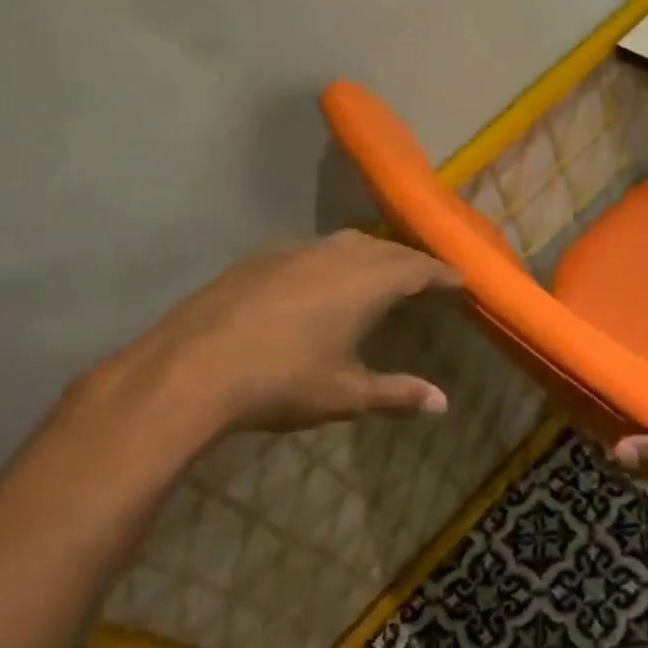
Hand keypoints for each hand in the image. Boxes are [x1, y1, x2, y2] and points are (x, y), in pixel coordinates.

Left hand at [78, 230, 460, 459]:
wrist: (189, 371)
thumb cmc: (281, 383)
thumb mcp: (346, 395)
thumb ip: (397, 394)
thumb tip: (442, 404)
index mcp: (364, 283)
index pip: (416, 268)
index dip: (441, 273)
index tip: (459, 280)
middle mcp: (333, 256)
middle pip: (384, 249)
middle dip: (409, 261)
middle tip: (424, 277)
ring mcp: (291, 253)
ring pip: (345, 243)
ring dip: (371, 255)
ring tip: (379, 274)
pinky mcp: (258, 260)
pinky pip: (311, 250)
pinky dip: (333, 260)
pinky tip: (321, 282)